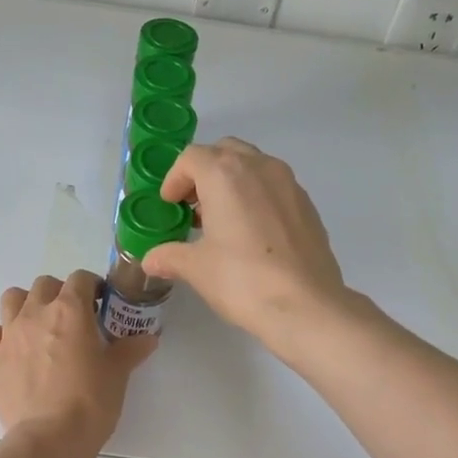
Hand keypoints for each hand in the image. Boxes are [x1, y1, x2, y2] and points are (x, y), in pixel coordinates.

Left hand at [0, 271, 156, 457]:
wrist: (49, 440)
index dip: (92, 287)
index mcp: (70, 310)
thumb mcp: (118, 374)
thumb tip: (148, 338)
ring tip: (40, 327)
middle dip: (60, 294)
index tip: (100, 304)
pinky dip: (0, 335)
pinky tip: (13, 350)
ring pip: (12, 298)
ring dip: (26, 305)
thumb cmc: (90, 402)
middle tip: (73, 319)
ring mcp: (9, 334)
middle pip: (44, 284)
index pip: (80, 278)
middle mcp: (36, 313)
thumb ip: (131, 349)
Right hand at [141, 138, 349, 347]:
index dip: (174, 179)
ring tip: (221, 220)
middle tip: (192, 205)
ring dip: (231, 182)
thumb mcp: (196, 268)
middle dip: (203, 173)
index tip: (169, 205)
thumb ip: (170, 256)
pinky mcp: (307, 204)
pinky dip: (256, 196)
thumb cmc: (242, 279)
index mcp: (225, 174)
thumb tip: (150, 260)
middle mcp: (258, 167)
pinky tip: (251, 233)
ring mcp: (288, 183)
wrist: (307, 306)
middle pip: (224, 152)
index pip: (191, 158)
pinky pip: (273, 186)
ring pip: (252, 165)